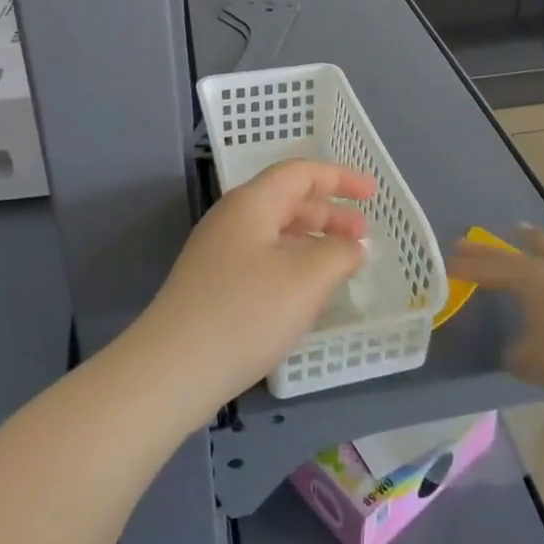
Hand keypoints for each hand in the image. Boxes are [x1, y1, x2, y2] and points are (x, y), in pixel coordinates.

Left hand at [139, 159, 373, 408]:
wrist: (172, 370)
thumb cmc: (246, 313)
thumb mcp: (307, 279)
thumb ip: (339, 254)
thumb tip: (351, 246)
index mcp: (252, 203)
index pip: (301, 173)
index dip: (340, 178)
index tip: (372, 194)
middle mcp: (232, 219)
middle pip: (287, 200)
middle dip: (330, 213)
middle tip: (363, 237)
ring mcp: (217, 252)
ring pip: (275, 232)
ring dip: (312, 241)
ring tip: (341, 265)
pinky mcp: (212, 285)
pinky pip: (262, 258)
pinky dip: (293, 263)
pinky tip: (305, 293)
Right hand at [447, 227, 543, 393]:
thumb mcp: (532, 362)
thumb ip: (514, 356)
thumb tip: (509, 351)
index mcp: (530, 281)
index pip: (490, 270)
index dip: (466, 267)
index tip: (444, 263)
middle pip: (518, 252)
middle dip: (491, 248)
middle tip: (469, 240)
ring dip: (539, 243)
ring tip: (529, 234)